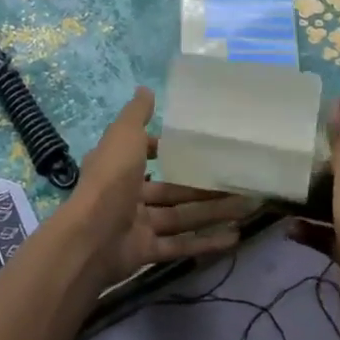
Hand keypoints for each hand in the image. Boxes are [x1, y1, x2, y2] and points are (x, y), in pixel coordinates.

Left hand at [64, 87, 248, 287]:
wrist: (91, 237)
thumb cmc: (110, 179)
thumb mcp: (123, 136)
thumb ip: (136, 115)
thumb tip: (145, 89)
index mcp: (119, 165)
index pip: (146, 154)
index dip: (168, 151)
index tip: (199, 147)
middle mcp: (127, 193)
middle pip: (172, 189)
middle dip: (204, 187)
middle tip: (238, 181)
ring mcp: (137, 224)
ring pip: (181, 216)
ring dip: (213, 212)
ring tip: (247, 207)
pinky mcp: (147, 251)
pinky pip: (180, 244)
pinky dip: (206, 242)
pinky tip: (235, 237)